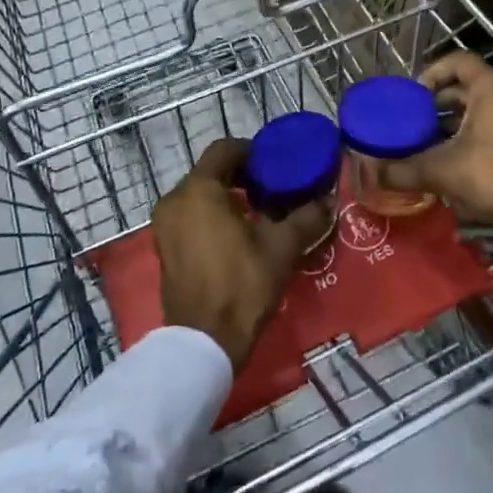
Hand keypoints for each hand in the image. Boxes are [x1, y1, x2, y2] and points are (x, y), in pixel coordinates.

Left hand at [152, 138, 333, 368]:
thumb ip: (306, 217)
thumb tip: (328, 201)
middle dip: (241, 176)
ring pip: (199, 196)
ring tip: (259, 214)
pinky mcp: (164, 248)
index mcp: (199, 190)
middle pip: (210, 172)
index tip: (275, 165)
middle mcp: (175, 200)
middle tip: (272, 189)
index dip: (252, 151)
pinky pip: (190, 217)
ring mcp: (165, 226)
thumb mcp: (282, 247)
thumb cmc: (242, 284)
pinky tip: (238, 236)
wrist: (204, 342)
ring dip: (227, 197)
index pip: (224, 150)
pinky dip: (211, 216)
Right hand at [375, 51, 492, 228]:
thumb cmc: (489, 175)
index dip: (432, 73)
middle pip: (471, 85)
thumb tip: (371, 172)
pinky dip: (479, 130)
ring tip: (433, 140)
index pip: (458, 62)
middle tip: (418, 120)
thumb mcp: (441, 170)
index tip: (414, 96)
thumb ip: (403, 168)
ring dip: (459, 118)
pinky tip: (459, 155)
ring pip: (486, 105)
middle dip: (441, 102)